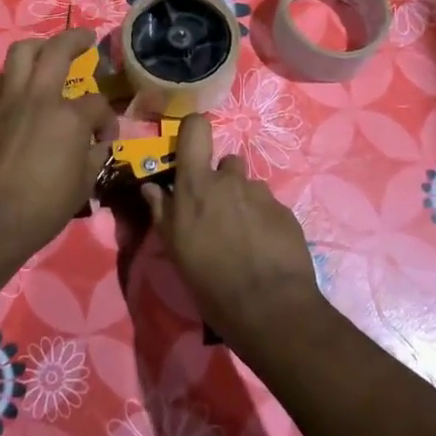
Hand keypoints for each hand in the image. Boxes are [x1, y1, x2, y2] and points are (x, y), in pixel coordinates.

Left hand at [0, 29, 118, 267]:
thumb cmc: (43, 208)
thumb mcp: (84, 184)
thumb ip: (94, 153)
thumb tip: (98, 141)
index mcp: (69, 116)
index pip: (96, 102)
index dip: (106, 118)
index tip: (105, 136)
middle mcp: (38, 97)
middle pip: (58, 50)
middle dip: (76, 39)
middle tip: (86, 39)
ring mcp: (8, 101)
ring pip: (21, 52)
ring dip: (39, 47)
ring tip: (48, 52)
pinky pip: (1, 80)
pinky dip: (14, 76)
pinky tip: (21, 89)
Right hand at [146, 114, 322, 346]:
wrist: (269, 306)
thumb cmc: (209, 278)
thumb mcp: (174, 248)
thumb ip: (161, 211)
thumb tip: (150, 187)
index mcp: (197, 184)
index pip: (196, 128)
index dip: (193, 130)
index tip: (191, 148)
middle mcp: (231, 179)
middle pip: (227, 163)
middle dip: (222, 181)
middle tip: (217, 214)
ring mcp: (261, 194)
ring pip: (249, 187)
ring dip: (243, 203)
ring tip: (242, 237)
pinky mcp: (286, 212)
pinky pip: (269, 207)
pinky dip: (264, 221)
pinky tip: (263, 249)